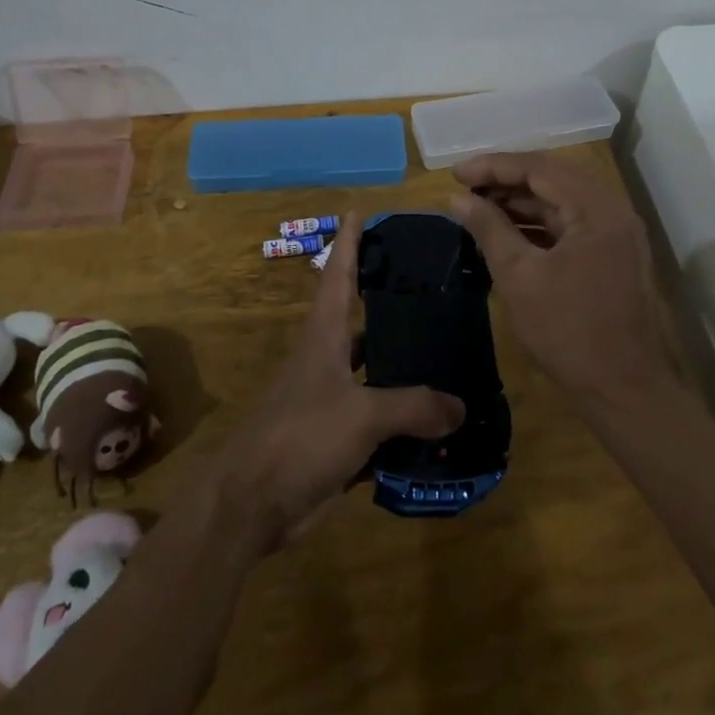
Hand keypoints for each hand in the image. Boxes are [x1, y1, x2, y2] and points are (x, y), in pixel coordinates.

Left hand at [216, 226, 464, 548]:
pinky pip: (376, 414)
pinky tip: (435, 416)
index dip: (348, 243)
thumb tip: (461, 406)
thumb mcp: (361, 415)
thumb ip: (413, 407)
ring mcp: (328, 397)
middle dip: (389, 300)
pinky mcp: (334, 434)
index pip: (337, 274)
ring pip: (372, 368)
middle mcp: (325, 357)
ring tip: (446, 349)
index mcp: (323, 335)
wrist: (252, 502)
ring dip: (401, 360)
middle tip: (432, 286)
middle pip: (359, 318)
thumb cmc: (300, 437)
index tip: (360, 212)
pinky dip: (402, 413)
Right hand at [448, 152, 670, 404]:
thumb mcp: (519, 276)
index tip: (454, 174)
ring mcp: (615, 231)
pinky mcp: (611, 252)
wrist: (623, 390)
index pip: (538, 168)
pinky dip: (537, 220)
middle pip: (552, 176)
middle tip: (465, 186)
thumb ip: (488, 229)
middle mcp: (612, 209)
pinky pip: (570, 221)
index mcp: (596, 209)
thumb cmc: (568, 332)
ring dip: (520, 199)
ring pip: (561, 198)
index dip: (492, 166)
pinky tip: (506, 229)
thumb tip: (458, 198)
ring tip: (478, 205)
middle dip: (505, 178)